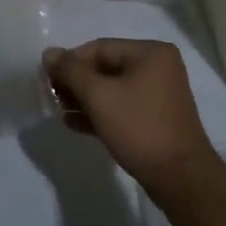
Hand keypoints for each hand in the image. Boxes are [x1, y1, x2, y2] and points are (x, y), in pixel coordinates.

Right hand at [43, 39, 219, 196]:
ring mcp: (158, 94)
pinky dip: (99, 113)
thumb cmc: (139, 128)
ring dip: (84, 99)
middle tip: (51, 97)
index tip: (46, 79)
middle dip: (76, 82)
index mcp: (150, 53)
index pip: (100, 48)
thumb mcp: (99, 96)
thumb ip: (71, 72)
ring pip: (112, 89)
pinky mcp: (155, 118)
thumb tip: (49, 52)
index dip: (70, 62)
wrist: (179, 177)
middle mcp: (157, 67)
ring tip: (58, 111)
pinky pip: (121, 107)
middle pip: (106, 67)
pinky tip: (73, 124)